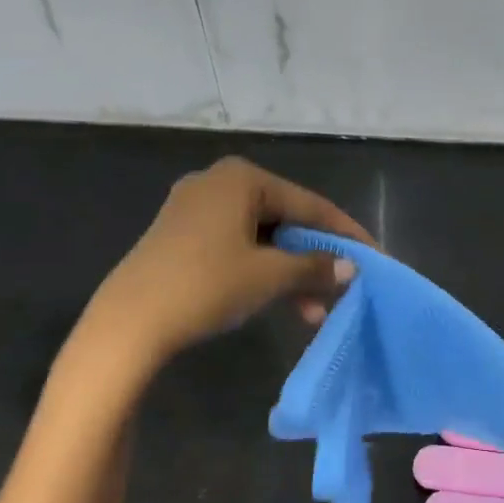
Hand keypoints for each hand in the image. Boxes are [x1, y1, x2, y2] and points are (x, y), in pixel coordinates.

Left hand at [77, 157, 373, 362]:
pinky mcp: (181, 236)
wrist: (128, 324)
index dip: (345, 233)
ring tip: (313, 311)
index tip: (375, 257)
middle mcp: (218, 183)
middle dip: (316, 259)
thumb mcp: (269, 276)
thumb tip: (351, 268)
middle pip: (286, 220)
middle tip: (342, 288)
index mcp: (242, 178)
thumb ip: (315, 266)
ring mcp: (195, 209)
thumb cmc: (206, 285)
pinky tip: (280, 302)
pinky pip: (237, 247)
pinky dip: (262, 271)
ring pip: (262, 237)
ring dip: (291, 272)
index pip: (310, 204)